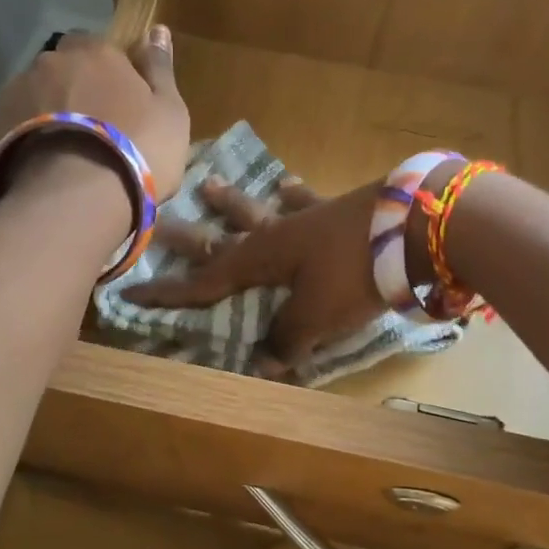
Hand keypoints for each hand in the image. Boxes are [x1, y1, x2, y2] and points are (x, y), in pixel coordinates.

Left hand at [0, 28, 189, 198]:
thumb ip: (160, 69)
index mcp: (97, 53)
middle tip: (91, 127)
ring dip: (48, 111)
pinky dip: (26, 134)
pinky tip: (40, 162)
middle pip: (63, 68)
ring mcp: (17, 91)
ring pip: (35, 94)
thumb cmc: (138, 152)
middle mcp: (52, 62)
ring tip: (63, 150)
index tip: (119, 101)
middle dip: (74, 88)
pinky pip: (13, 122)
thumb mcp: (169, 113)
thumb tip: (156, 29)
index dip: (109, 73)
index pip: (100, 47)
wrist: (76, 199)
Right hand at [124, 176, 385, 377]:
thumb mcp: (316, 316)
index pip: (203, 281)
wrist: (416, 227)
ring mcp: (306, 219)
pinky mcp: (339, 211)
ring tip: (209, 184)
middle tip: (157, 222)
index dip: (168, 292)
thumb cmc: (355, 274)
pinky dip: (295, 196)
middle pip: (221, 236)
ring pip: (259, 211)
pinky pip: (308, 203)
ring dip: (232, 203)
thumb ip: (286, 340)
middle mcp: (275, 235)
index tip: (132, 292)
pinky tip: (287, 185)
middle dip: (188, 237)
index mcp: (260, 260)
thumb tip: (264, 363)